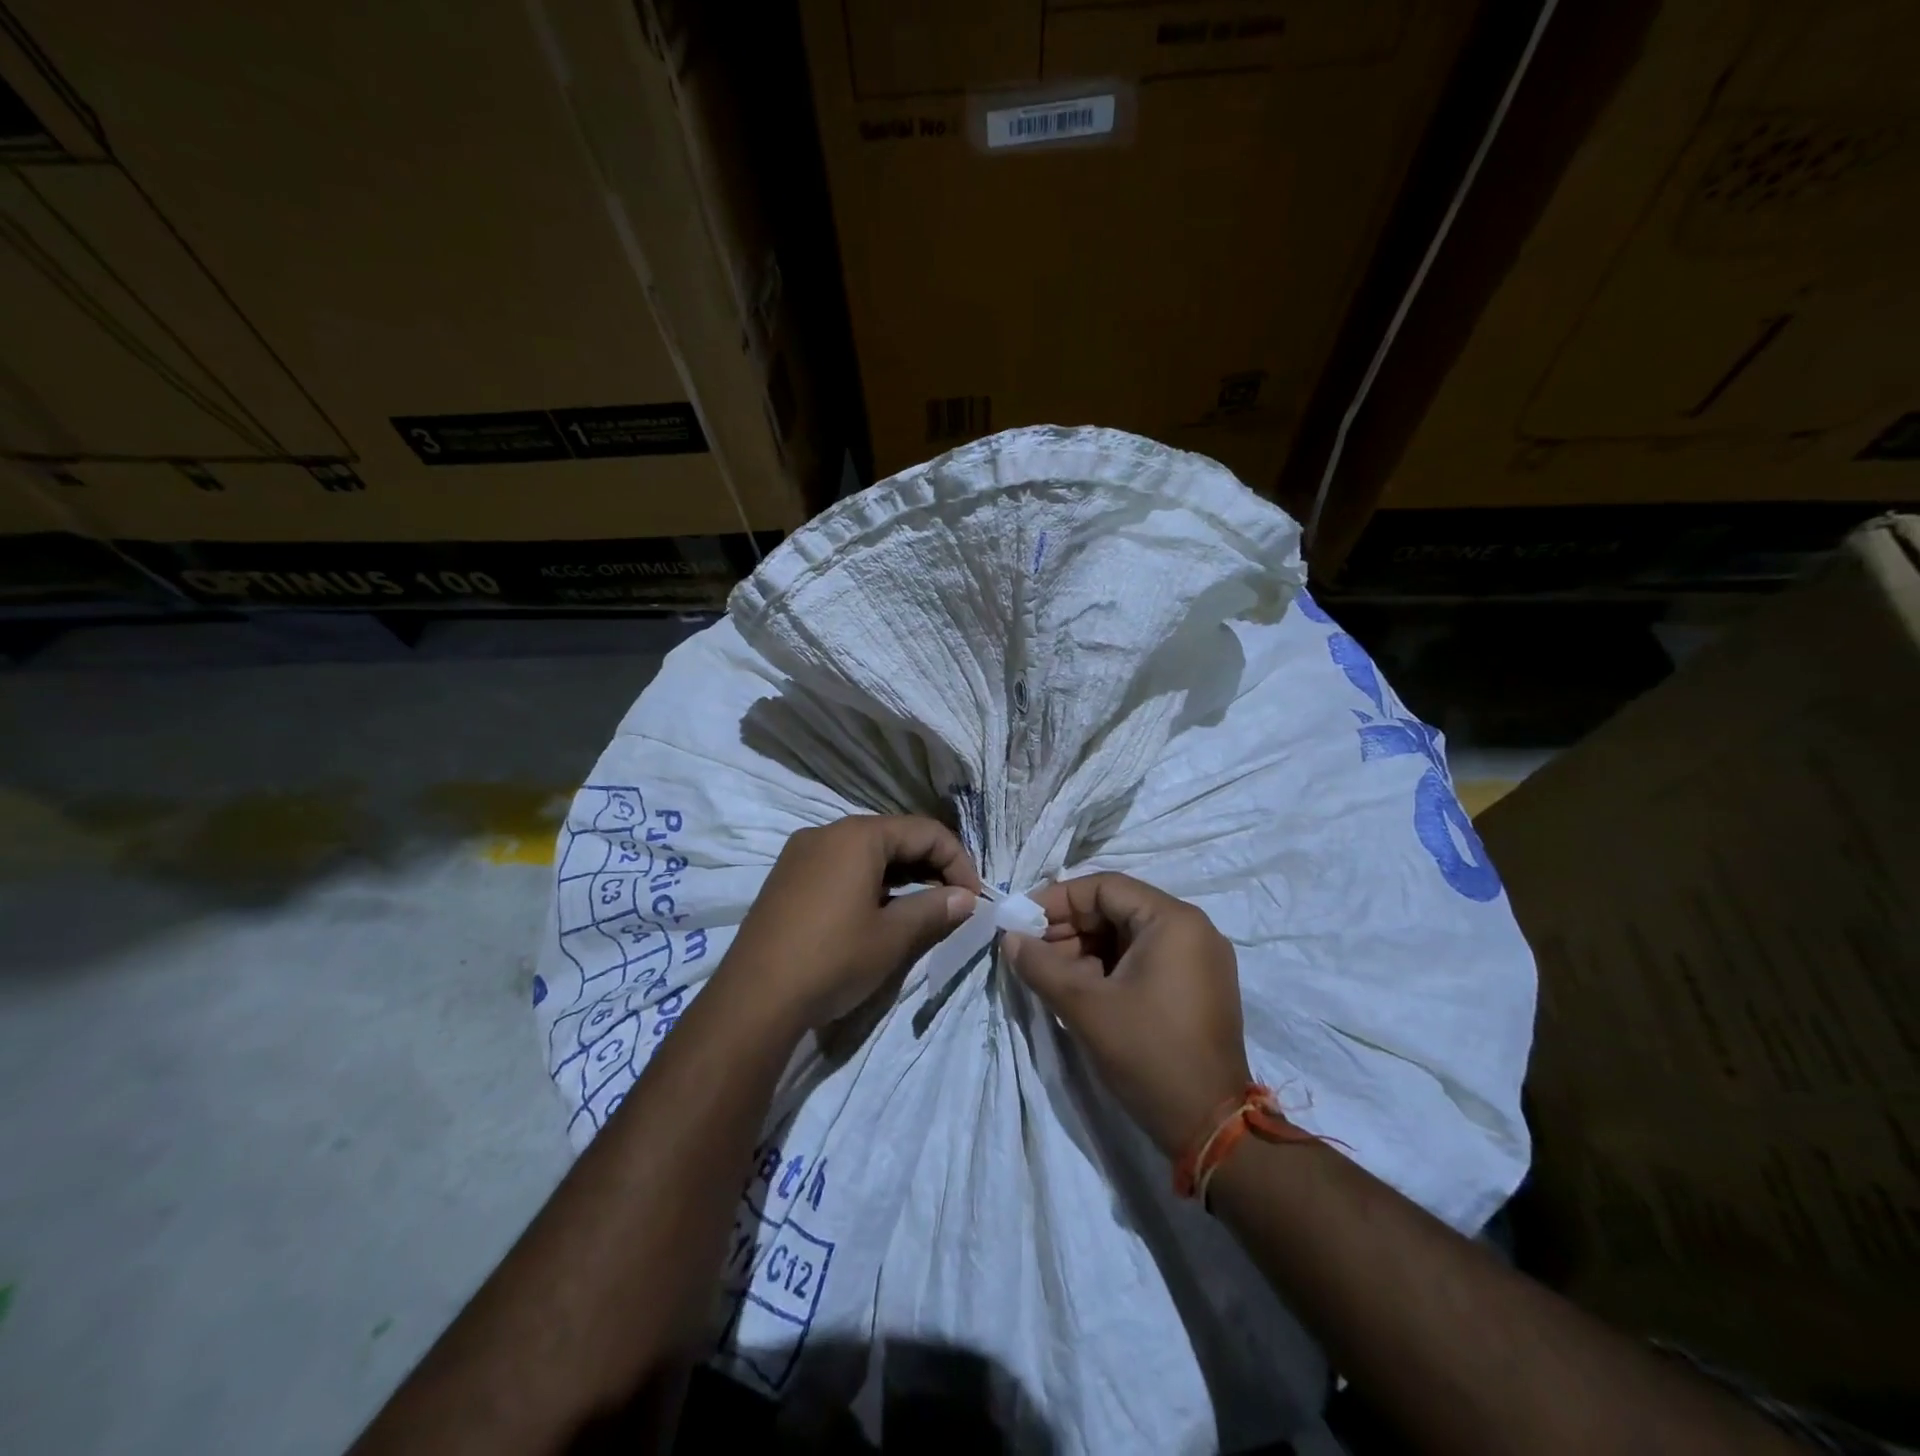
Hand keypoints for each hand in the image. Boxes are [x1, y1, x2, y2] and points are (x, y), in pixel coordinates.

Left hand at [720, 814, 981, 1031]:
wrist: (753, 1000)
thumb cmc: (832, 959)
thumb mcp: (892, 937)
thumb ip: (934, 910)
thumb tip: (966, 899)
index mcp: (858, 835)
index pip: (925, 831)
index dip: (958, 861)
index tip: (973, 899)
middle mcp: (827, 833)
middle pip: (894, 837)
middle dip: (930, 867)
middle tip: (952, 904)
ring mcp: (801, 854)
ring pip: (866, 853)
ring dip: (901, 876)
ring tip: (921, 911)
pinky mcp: (786, 879)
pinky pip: (840, 867)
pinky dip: (869, 883)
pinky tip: (878, 914)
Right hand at [1005, 873, 1249, 1156]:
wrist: (1211, 1126)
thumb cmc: (1148, 1053)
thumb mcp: (1085, 1006)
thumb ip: (1041, 965)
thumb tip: (1010, 939)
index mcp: (1173, 920)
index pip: (1105, 887)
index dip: (1058, 900)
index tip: (1023, 922)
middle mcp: (1192, 929)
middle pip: (1118, 909)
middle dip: (1070, 928)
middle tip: (1032, 953)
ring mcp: (1200, 959)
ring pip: (1129, 936)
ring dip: (1086, 950)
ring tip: (1051, 976)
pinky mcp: (1198, 987)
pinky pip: (1146, 959)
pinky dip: (1110, 968)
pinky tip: (1081, 990)